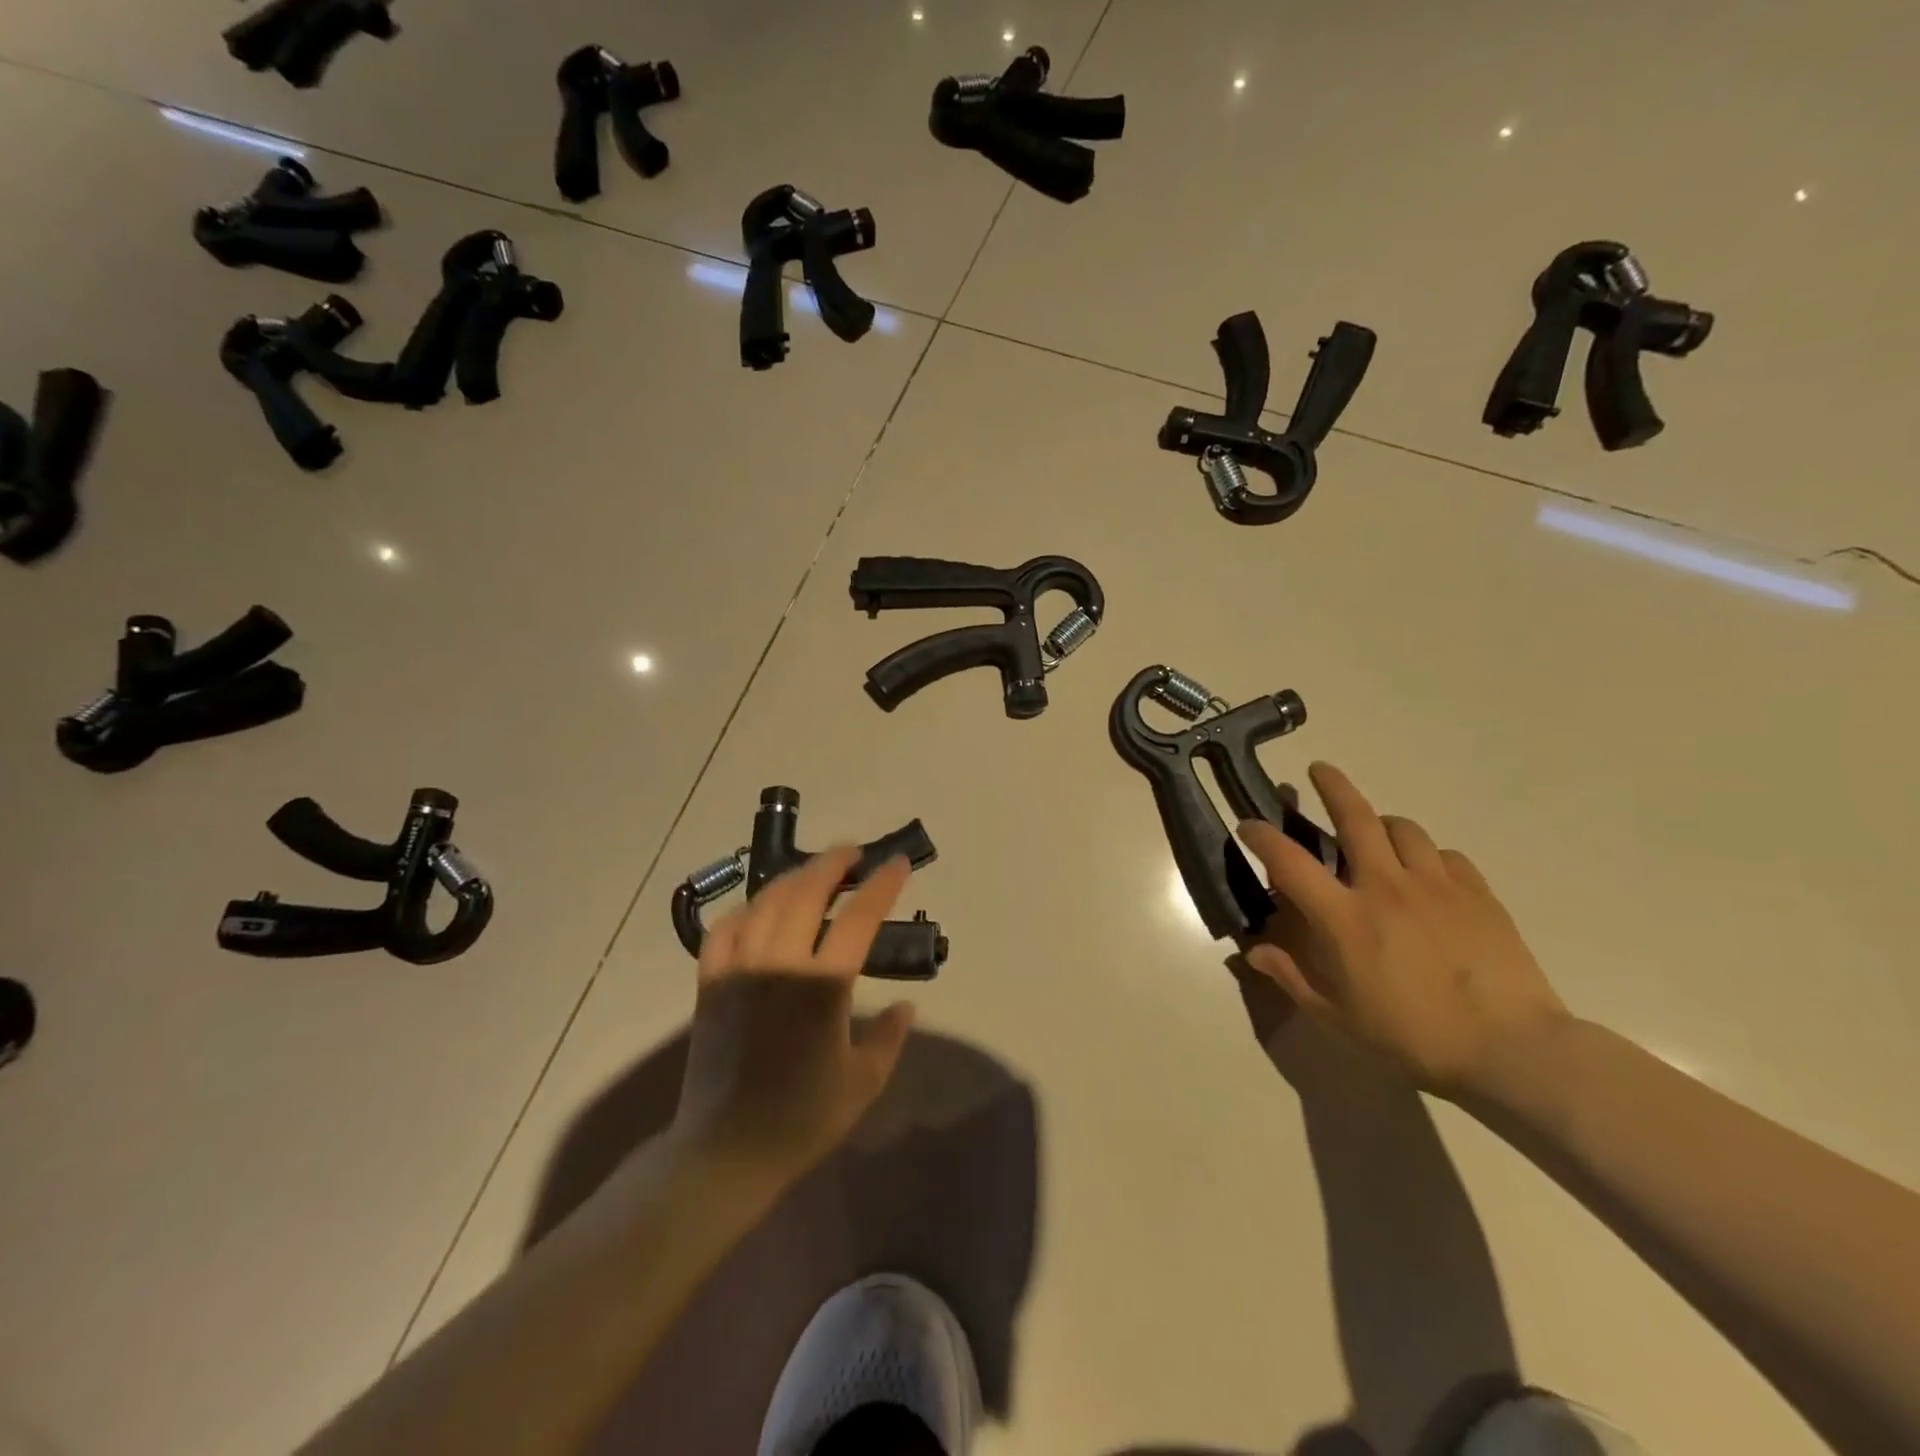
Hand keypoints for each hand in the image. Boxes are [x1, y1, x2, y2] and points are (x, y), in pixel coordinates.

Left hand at [670, 846, 916, 1179]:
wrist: (725, 1151)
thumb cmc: (801, 1119)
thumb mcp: (863, 1082)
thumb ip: (889, 1036)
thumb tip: (907, 1005)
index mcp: (822, 987)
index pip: (858, 919)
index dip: (882, 886)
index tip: (898, 864)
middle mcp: (779, 965)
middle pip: (806, 893)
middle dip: (833, 864)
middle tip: (854, 853)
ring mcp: (739, 970)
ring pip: (765, 902)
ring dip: (793, 877)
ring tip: (814, 871)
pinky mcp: (710, 983)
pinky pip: (724, 930)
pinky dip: (746, 909)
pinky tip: (760, 907)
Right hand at [1238, 762, 1569, 1098]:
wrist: (1513, 1049)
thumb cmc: (1414, 1036)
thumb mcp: (1339, 1017)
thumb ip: (1291, 978)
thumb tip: (1253, 952)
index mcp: (1345, 918)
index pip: (1289, 862)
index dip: (1262, 837)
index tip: (1248, 824)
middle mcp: (1385, 887)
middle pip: (1355, 817)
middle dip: (1332, 786)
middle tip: (1318, 771)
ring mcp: (1436, 885)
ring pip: (1402, 828)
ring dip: (1381, 823)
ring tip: (1375, 833)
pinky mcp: (1477, 893)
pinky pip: (1444, 855)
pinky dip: (1426, 855)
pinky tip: (1425, 874)